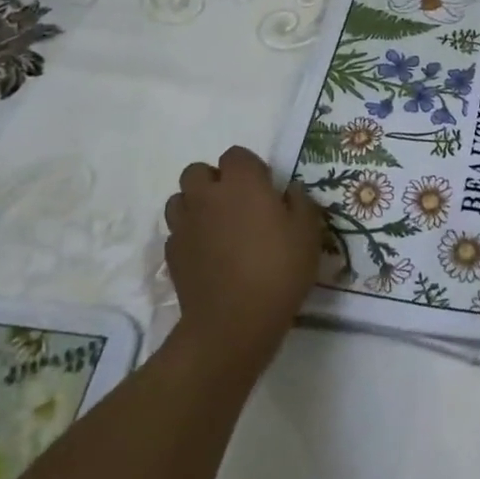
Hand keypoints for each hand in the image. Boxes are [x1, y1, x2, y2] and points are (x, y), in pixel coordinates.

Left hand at [164, 146, 322, 376]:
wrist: (233, 323)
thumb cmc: (278, 270)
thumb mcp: (308, 233)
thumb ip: (300, 202)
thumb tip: (288, 191)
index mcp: (241, 183)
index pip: (236, 155)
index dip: (250, 168)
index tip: (265, 190)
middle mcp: (207, 196)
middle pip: (197, 171)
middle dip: (213, 181)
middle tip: (237, 204)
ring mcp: (184, 225)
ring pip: (180, 199)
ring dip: (196, 206)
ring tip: (217, 227)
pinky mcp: (171, 255)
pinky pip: (177, 232)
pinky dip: (189, 236)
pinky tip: (208, 255)